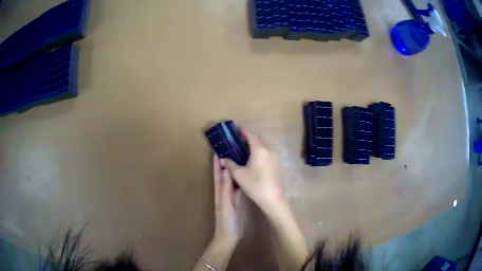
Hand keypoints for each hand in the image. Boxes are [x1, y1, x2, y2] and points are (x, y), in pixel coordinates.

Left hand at [213, 155, 242, 243]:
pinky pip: (236, 186)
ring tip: (238, 157)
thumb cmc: (227, 220)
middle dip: (224, 160)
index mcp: (219, 190)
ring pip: (229, 178)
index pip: (217, 171)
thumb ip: (225, 188)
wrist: (229, 235)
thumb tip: (225, 169)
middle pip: (222, 172)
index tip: (219, 147)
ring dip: (231, 168)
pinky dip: (238, 178)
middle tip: (231, 148)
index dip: (217, 160)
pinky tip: (243, 174)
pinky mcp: (235, 200)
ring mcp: (229, 195)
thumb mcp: (226, 204)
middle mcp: (222, 190)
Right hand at [220, 128, 286, 213]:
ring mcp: (275, 157)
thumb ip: (230, 164)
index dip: (242, 131)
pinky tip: (254, 161)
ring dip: (256, 145)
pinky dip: (260, 152)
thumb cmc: (255, 185)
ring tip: (245, 151)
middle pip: (258, 139)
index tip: (236, 129)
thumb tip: (222, 159)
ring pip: (264, 146)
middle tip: (239, 142)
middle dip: (249, 138)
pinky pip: (267, 152)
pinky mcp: (277, 164)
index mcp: (259, 150)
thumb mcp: (239, 175)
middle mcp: (268, 150)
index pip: (250, 135)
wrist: (273, 198)